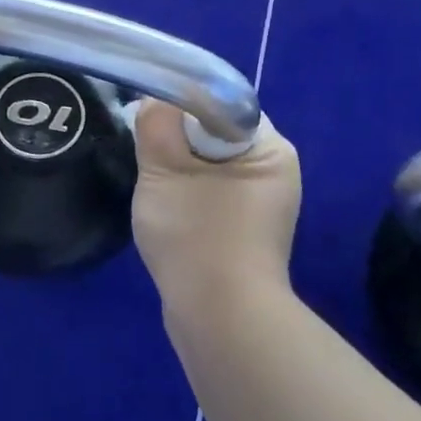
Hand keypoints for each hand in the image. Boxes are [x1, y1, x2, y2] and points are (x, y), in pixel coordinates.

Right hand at [131, 100, 301, 317]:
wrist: (220, 318)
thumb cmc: (197, 236)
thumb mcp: (165, 172)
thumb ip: (156, 126)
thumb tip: (152, 102)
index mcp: (270, 149)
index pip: (223, 105)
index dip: (182, 105)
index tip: (148, 118)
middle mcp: (274, 171)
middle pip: (215, 134)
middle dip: (177, 141)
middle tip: (146, 153)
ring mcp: (260, 204)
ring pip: (208, 166)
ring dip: (178, 170)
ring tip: (154, 185)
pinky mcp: (243, 230)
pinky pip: (210, 194)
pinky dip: (186, 195)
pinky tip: (167, 212)